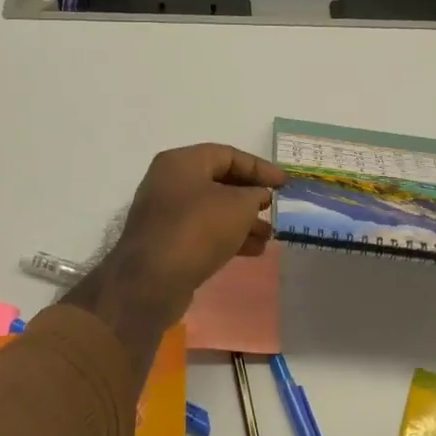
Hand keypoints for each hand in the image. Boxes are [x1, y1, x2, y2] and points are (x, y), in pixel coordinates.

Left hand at [66, 144, 285, 352]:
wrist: (152, 281)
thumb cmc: (198, 229)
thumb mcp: (238, 205)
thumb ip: (255, 194)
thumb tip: (257, 196)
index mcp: (182, 162)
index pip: (228, 154)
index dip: (259, 167)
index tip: (284, 183)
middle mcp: (170, 182)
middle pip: (219, 182)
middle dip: (251, 196)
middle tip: (275, 208)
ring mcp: (165, 213)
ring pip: (213, 210)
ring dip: (243, 221)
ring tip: (270, 235)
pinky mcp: (166, 242)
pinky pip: (203, 232)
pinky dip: (228, 237)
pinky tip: (253, 251)